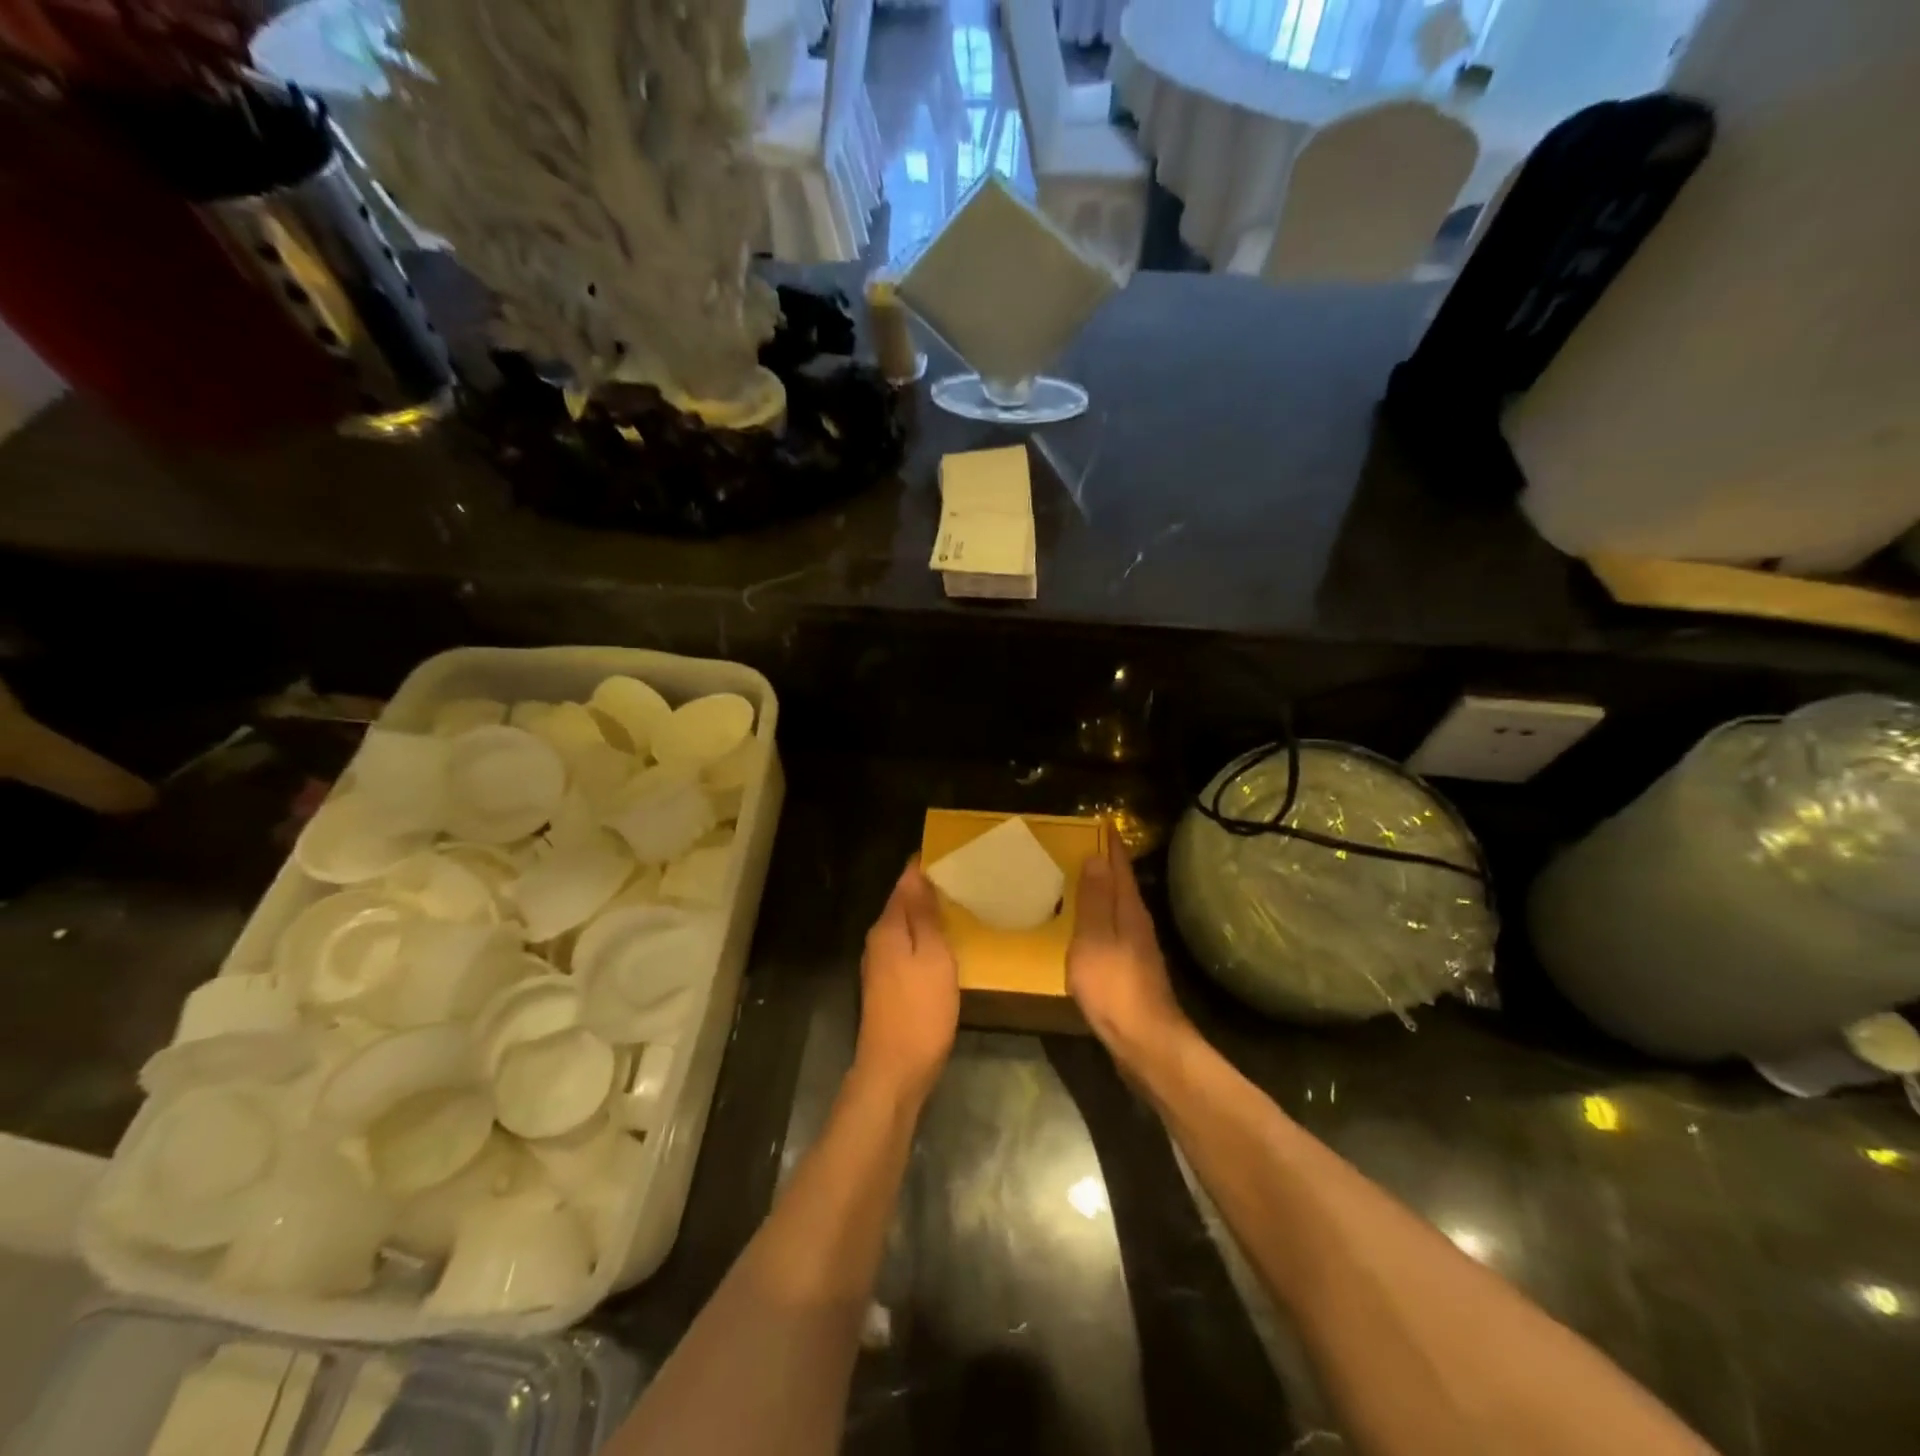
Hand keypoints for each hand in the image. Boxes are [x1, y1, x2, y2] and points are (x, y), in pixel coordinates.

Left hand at [853, 859, 959, 1103]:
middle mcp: (878, 940)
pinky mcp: (888, 985)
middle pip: (903, 903)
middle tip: (966, 879)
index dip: (925, 866)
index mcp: (888, 927)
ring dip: (928, 915)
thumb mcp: (933, 958)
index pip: (905, 882)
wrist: (894, 1070)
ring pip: (906, 926)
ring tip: (962, 905)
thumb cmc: (920, 1010)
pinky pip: (908, 947)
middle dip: (929, 889)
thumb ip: (925, 916)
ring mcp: (880, 964)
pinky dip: (926, 939)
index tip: (954, 854)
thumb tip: (918, 874)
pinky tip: (947, 943)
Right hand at [1069, 835, 1188, 1070]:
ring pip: (1119, 911)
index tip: (1102, 823)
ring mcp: (1138, 951)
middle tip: (1084, 847)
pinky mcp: (1132, 972)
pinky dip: (1100, 921)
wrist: (1145, 1043)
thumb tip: (1096, 857)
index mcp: (1129, 912)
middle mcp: (1138, 926)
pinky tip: (1087, 930)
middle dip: (1107, 866)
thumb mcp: (1094, 939)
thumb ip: (1094, 900)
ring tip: (1080, 882)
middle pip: (1122, 887)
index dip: (1111, 846)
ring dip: (1103, 894)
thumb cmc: (1114, 987)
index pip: (1120, 868)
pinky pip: (1114, 933)